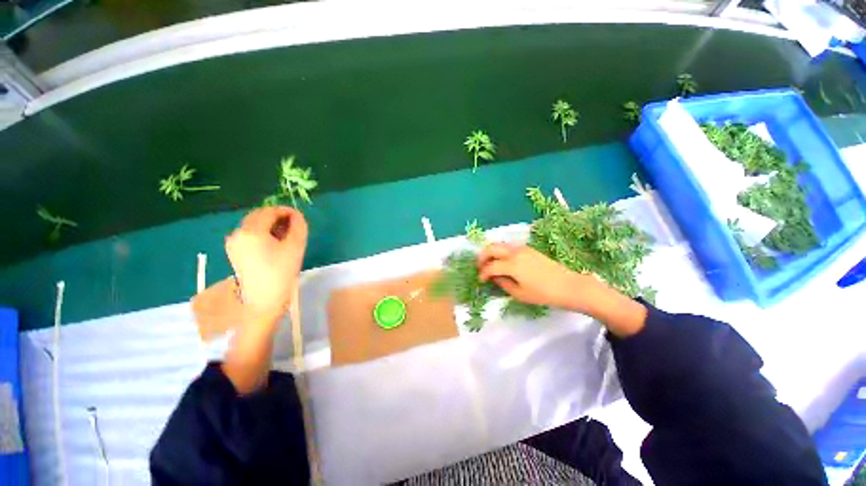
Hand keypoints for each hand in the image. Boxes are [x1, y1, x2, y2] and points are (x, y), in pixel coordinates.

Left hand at [225, 206, 307, 320]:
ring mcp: (233, 243)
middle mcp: (238, 233)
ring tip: (286, 235)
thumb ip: (298, 226)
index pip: (269, 211)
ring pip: (253, 225)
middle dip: (277, 217)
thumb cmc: (281, 272)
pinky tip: (274, 243)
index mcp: (251, 231)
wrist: (264, 300)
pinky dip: (262, 233)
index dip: (286, 211)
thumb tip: (296, 215)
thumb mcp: (295, 246)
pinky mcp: (234, 252)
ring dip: (270, 225)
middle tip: (294, 225)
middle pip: (259, 216)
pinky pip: (249, 235)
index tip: (299, 217)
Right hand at [477, 243, 591, 310]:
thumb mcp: (520, 294)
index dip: (482, 273)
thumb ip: (503, 284)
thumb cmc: (543, 294)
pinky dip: (501, 252)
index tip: (480, 280)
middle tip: (480, 267)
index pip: (490, 266)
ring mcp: (522, 248)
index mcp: (511, 264)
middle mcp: (514, 252)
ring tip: (490, 264)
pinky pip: (509, 247)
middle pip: (491, 248)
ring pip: (500, 245)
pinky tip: (503, 262)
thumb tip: (494, 277)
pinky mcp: (529, 249)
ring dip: (491, 253)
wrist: (568, 286)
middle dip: (482, 257)